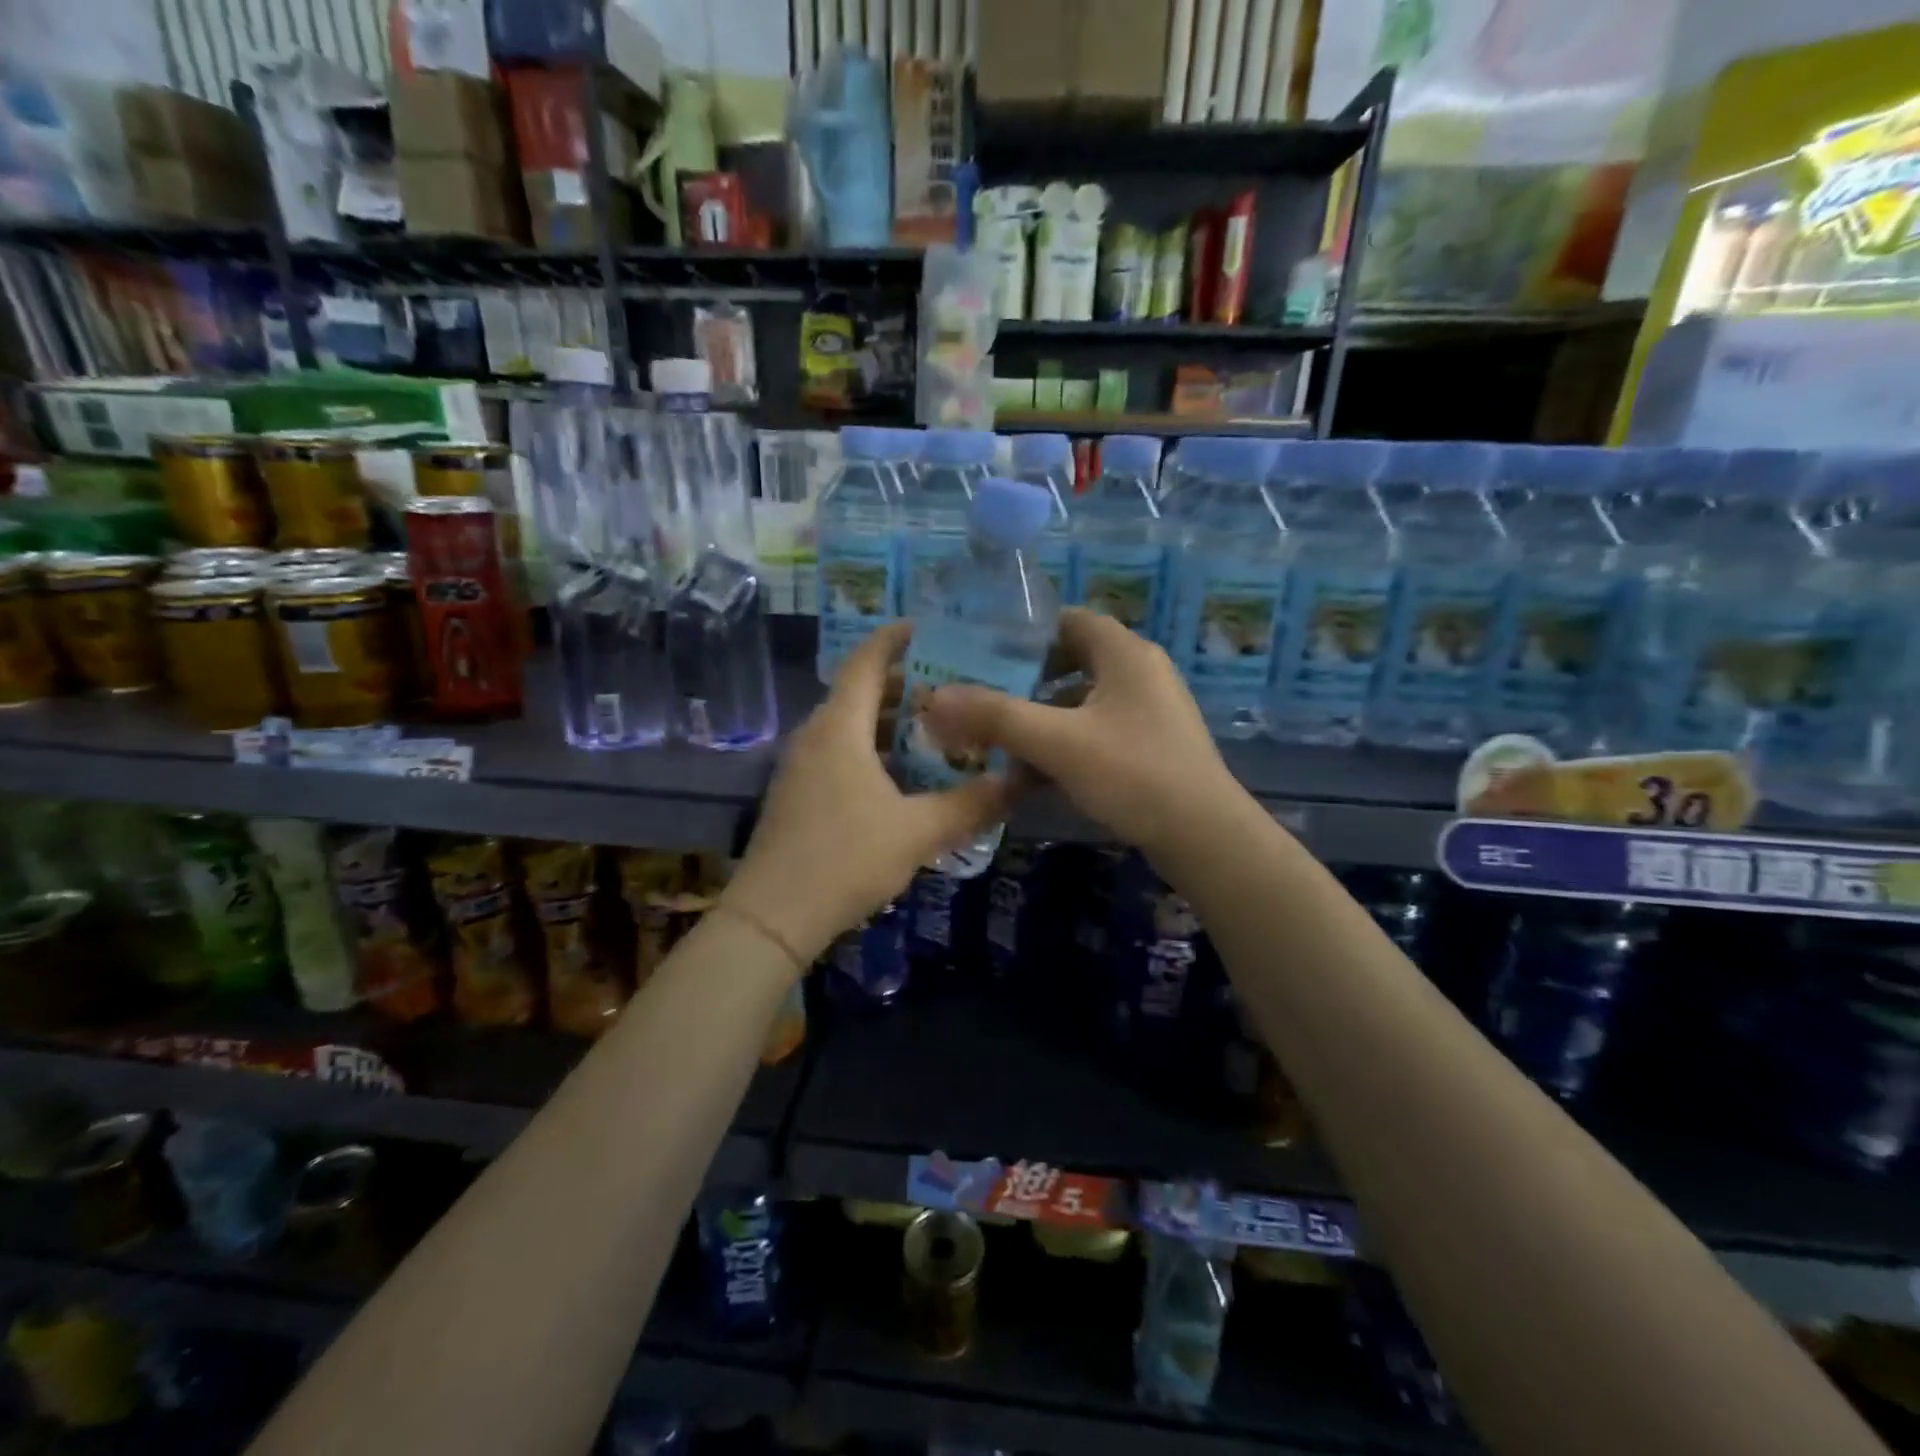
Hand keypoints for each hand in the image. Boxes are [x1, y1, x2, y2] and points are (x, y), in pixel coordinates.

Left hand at [723, 622, 1014, 965]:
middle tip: (955, 687)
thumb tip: (1019, 781)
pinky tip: (903, 775)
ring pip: (851, 724)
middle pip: (861, 690)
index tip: (930, 627)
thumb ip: (971, 803)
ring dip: (891, 720)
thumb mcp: (918, 831)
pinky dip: (873, 747)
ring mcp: (801, 763)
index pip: (867, 660)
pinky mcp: (798, 791)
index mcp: (840, 727)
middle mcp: (815, 734)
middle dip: (906, 684)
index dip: (896, 637)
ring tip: (938, 728)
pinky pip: (840, 750)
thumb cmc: (846, 858)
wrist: (774, 915)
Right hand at [918, 608, 1244, 856]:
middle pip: (1071, 662)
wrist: (1205, 837)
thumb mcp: (1057, 742)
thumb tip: (933, 698)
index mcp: (1125, 653)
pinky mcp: (1151, 746)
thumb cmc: (1133, 773)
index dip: (1025, 633)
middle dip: (1025, 682)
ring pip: (1082, 703)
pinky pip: (1097, 732)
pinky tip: (1035, 775)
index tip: (983, 654)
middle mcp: (1140, 672)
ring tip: (999, 743)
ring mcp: (1149, 711)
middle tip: (982, 699)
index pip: (1068, 620)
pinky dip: (1065, 745)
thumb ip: (995, 717)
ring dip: (1042, 720)